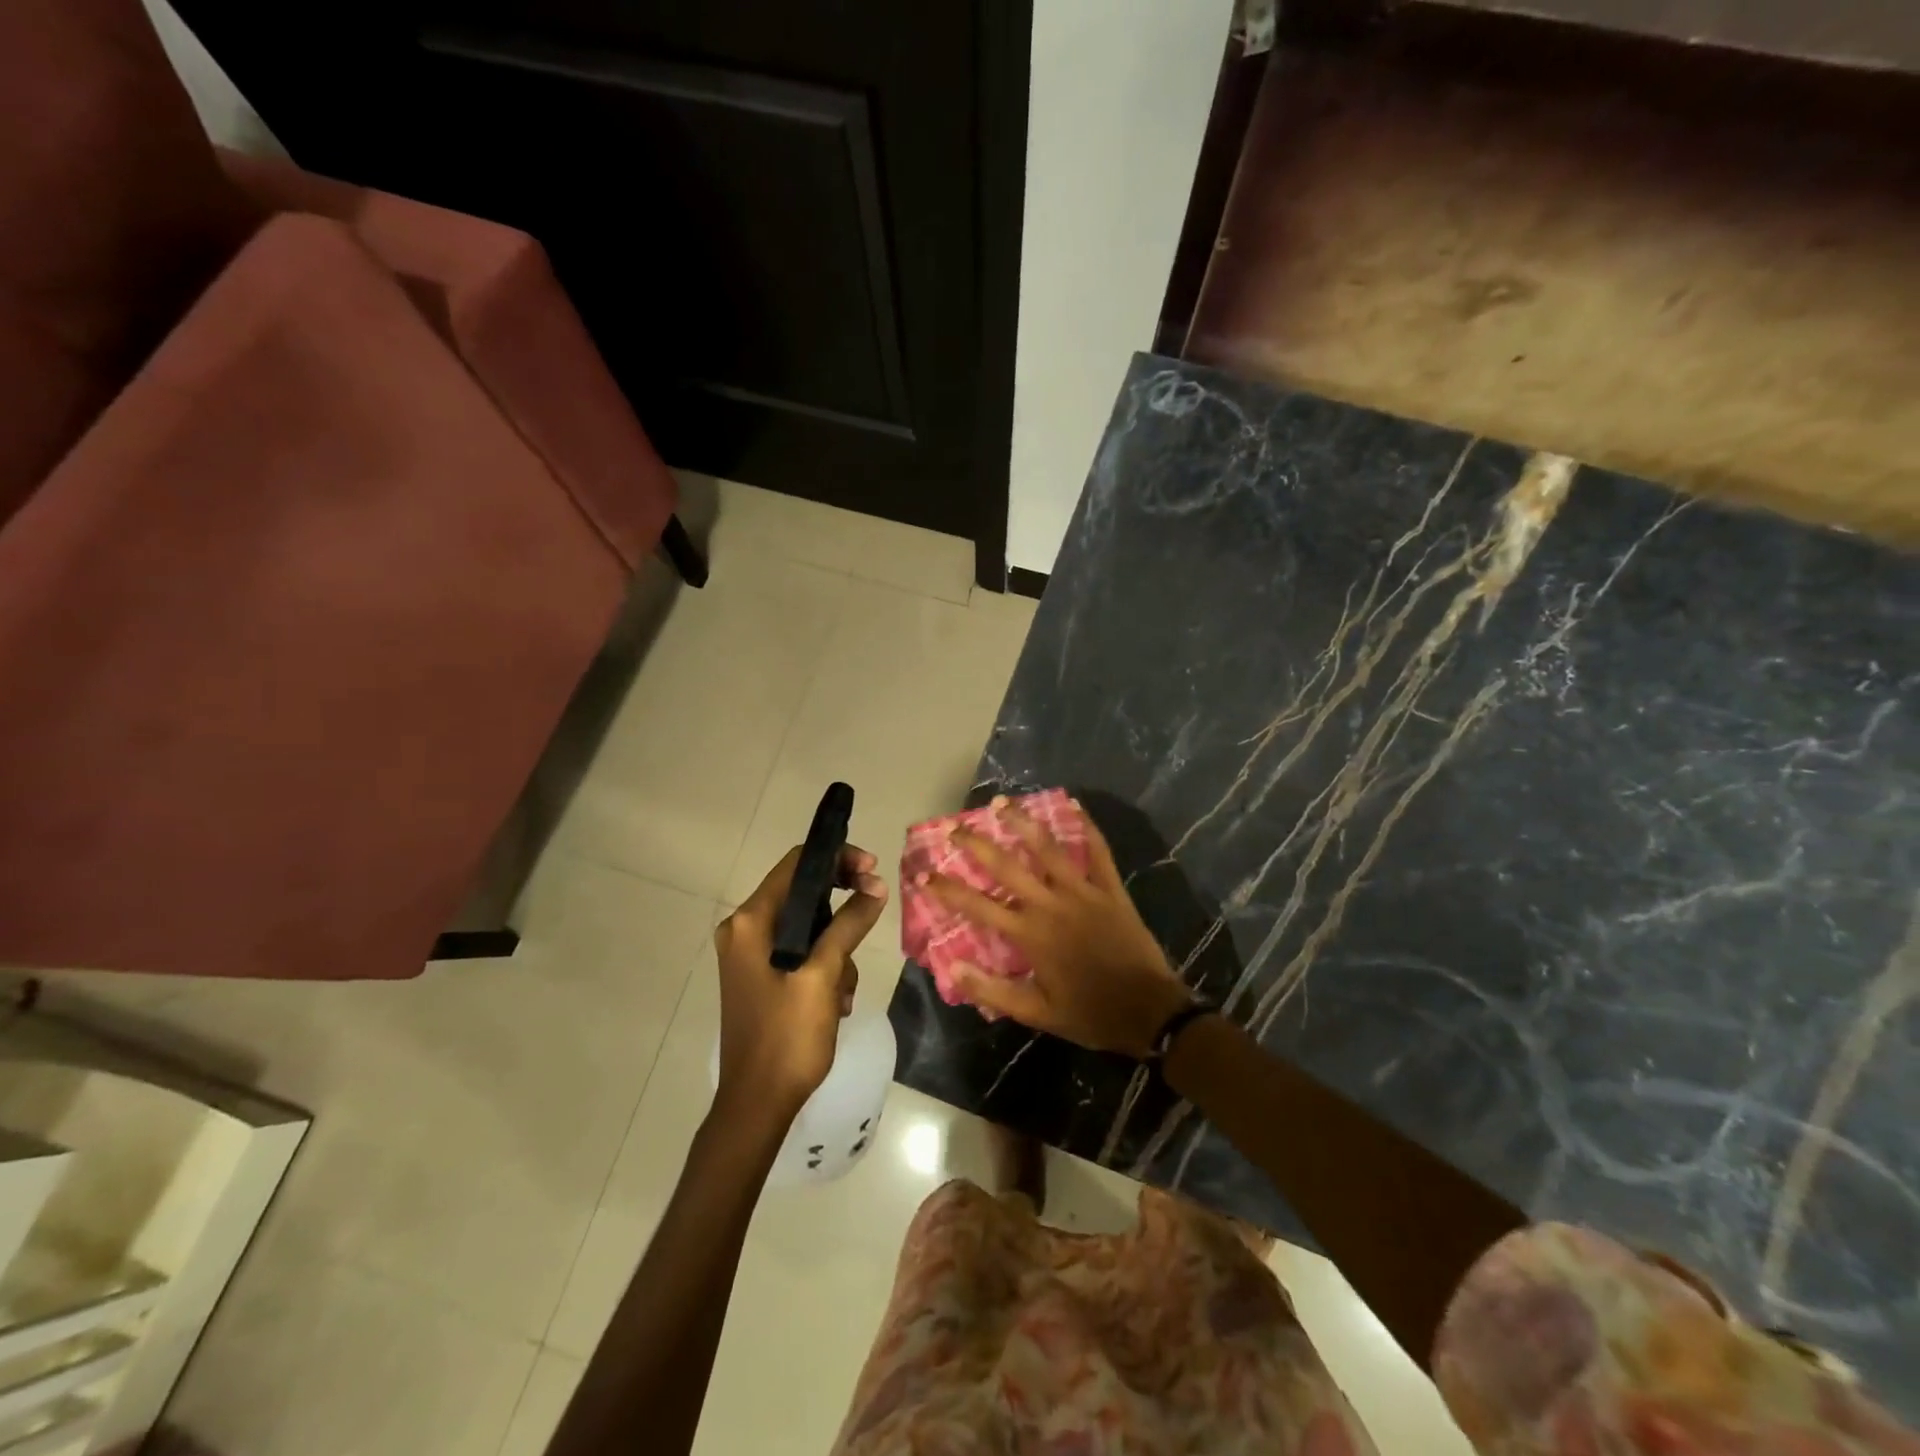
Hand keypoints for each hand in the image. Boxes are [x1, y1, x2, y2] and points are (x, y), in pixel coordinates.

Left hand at [713, 844, 886, 1122]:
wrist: (756, 1105)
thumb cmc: (787, 1037)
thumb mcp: (823, 975)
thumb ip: (848, 925)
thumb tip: (875, 887)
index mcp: (750, 922)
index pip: (796, 865)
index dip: (837, 859)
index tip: (873, 869)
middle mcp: (743, 930)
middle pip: (802, 893)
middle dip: (841, 907)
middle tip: (874, 909)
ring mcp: (749, 954)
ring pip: (807, 926)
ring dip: (836, 949)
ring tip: (844, 989)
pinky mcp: (759, 976)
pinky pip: (800, 952)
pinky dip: (823, 967)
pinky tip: (835, 1002)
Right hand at [926, 800, 1191, 1056]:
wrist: (1150, 1011)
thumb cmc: (1089, 1013)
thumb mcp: (1037, 1014)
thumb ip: (993, 991)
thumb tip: (951, 967)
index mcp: (1030, 935)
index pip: (978, 906)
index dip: (947, 889)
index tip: (923, 873)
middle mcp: (1051, 904)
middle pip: (1006, 866)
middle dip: (976, 845)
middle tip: (953, 827)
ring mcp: (1083, 892)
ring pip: (1048, 848)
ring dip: (1022, 822)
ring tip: (1001, 802)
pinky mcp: (1110, 889)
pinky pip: (1098, 851)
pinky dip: (1087, 827)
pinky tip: (1075, 805)